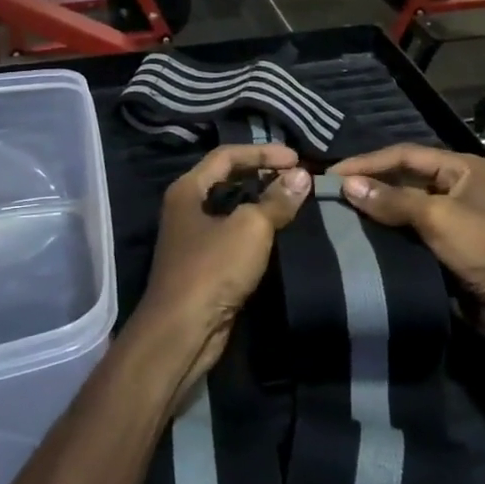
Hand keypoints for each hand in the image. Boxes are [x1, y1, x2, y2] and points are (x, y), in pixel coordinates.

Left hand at [132, 145, 312, 392]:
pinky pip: (234, 235)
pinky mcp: (205, 265)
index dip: (262, 152)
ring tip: (294, 201)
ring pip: (232, 208)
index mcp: (188, 189)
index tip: (296, 159)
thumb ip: (276, 200)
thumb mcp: (250, 228)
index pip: (227, 155)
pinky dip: (256, 228)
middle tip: (297, 178)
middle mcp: (186, 208)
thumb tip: (302, 177)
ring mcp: (194, 238)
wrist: (182, 331)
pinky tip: (279, 232)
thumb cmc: (213, 268)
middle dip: (262, 174)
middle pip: (228, 179)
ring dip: (261, 202)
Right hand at [329, 145, 484, 336]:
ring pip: (406, 206)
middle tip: (332, 193)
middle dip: (371, 184)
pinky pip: (411, 231)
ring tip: (340, 213)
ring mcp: (454, 217)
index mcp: (463, 168)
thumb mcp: (437, 217)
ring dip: (377, 209)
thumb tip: (347, 184)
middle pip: (405, 178)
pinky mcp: (448, 246)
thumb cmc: (484, 247)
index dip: (368, 162)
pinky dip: (388, 232)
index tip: (333, 173)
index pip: (406, 155)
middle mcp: (458, 186)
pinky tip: (363, 236)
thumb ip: (392, 199)